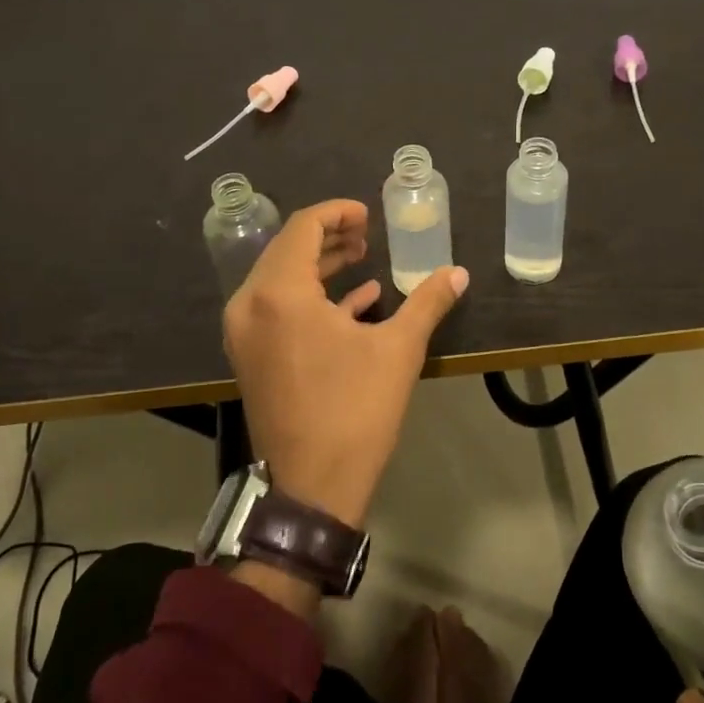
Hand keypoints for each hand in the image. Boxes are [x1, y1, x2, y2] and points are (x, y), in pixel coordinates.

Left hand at [223, 199, 466, 528]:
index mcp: (280, 293)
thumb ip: (427, 302)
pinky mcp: (251, 357)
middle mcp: (251, 305)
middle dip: (330, 237)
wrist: (311, 489)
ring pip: (281, 279)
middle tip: (368, 235)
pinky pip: (278, 309)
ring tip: (363, 259)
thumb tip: (458, 272)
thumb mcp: (398, 350)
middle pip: (288, 249)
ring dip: (321, 265)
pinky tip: (357, 302)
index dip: (337, 213)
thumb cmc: (354, 411)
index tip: (369, 215)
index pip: (303, 227)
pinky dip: (312, 297)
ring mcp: (245, 333)